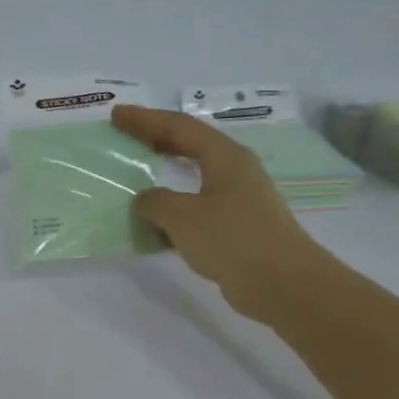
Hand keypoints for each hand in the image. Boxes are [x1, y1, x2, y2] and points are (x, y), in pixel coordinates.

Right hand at [111, 104, 334, 321]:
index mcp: (224, 157)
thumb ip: (155, 202)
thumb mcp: (182, 216)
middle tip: (125, 136)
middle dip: (156, 139)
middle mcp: (234, 171)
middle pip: (189, 145)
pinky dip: (173, 208)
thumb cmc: (232, 239)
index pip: (179, 127)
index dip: (145, 120)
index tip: (116, 115)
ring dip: (164, 174)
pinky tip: (154, 222)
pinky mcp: (236, 226)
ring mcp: (238, 199)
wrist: (281, 283)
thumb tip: (145, 199)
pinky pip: (196, 207)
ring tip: (136, 175)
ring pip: (193, 177)